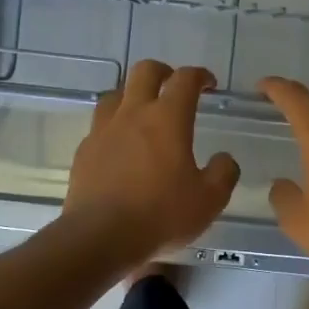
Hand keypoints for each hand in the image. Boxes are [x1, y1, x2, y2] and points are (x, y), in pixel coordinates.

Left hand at [65, 62, 239, 265]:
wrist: (100, 237)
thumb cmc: (161, 215)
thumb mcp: (209, 200)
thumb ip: (223, 173)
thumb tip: (224, 159)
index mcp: (168, 118)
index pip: (185, 79)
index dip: (200, 76)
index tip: (209, 84)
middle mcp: (133, 114)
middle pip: (145, 71)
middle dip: (163, 72)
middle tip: (174, 86)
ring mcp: (103, 130)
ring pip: (116, 93)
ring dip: (133, 95)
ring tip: (144, 113)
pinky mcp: (84, 151)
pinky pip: (100, 125)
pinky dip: (114, 125)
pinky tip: (121, 146)